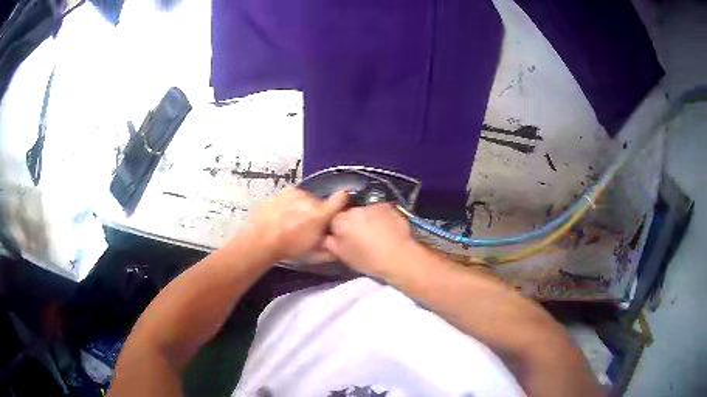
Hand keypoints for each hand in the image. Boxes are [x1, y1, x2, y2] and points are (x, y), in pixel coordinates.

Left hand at [250, 188, 347, 260]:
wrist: (262, 240)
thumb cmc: (289, 247)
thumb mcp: (313, 253)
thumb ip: (330, 249)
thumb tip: (338, 248)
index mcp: (320, 214)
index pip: (341, 199)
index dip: (344, 199)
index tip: (344, 201)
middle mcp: (310, 200)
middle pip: (320, 203)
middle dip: (316, 212)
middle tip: (307, 225)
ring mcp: (296, 194)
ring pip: (306, 199)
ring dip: (303, 207)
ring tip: (293, 221)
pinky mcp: (284, 192)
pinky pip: (293, 197)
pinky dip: (291, 204)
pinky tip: (284, 215)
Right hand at [324, 204, 414, 277]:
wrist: (399, 256)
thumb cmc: (369, 260)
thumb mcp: (344, 256)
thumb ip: (330, 244)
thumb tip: (325, 236)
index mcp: (341, 222)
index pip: (332, 220)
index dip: (338, 230)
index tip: (344, 239)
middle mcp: (354, 210)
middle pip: (349, 214)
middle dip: (352, 223)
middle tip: (359, 237)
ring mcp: (372, 206)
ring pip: (364, 211)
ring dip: (366, 219)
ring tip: (375, 233)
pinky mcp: (388, 206)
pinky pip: (378, 210)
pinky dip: (380, 217)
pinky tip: (386, 228)